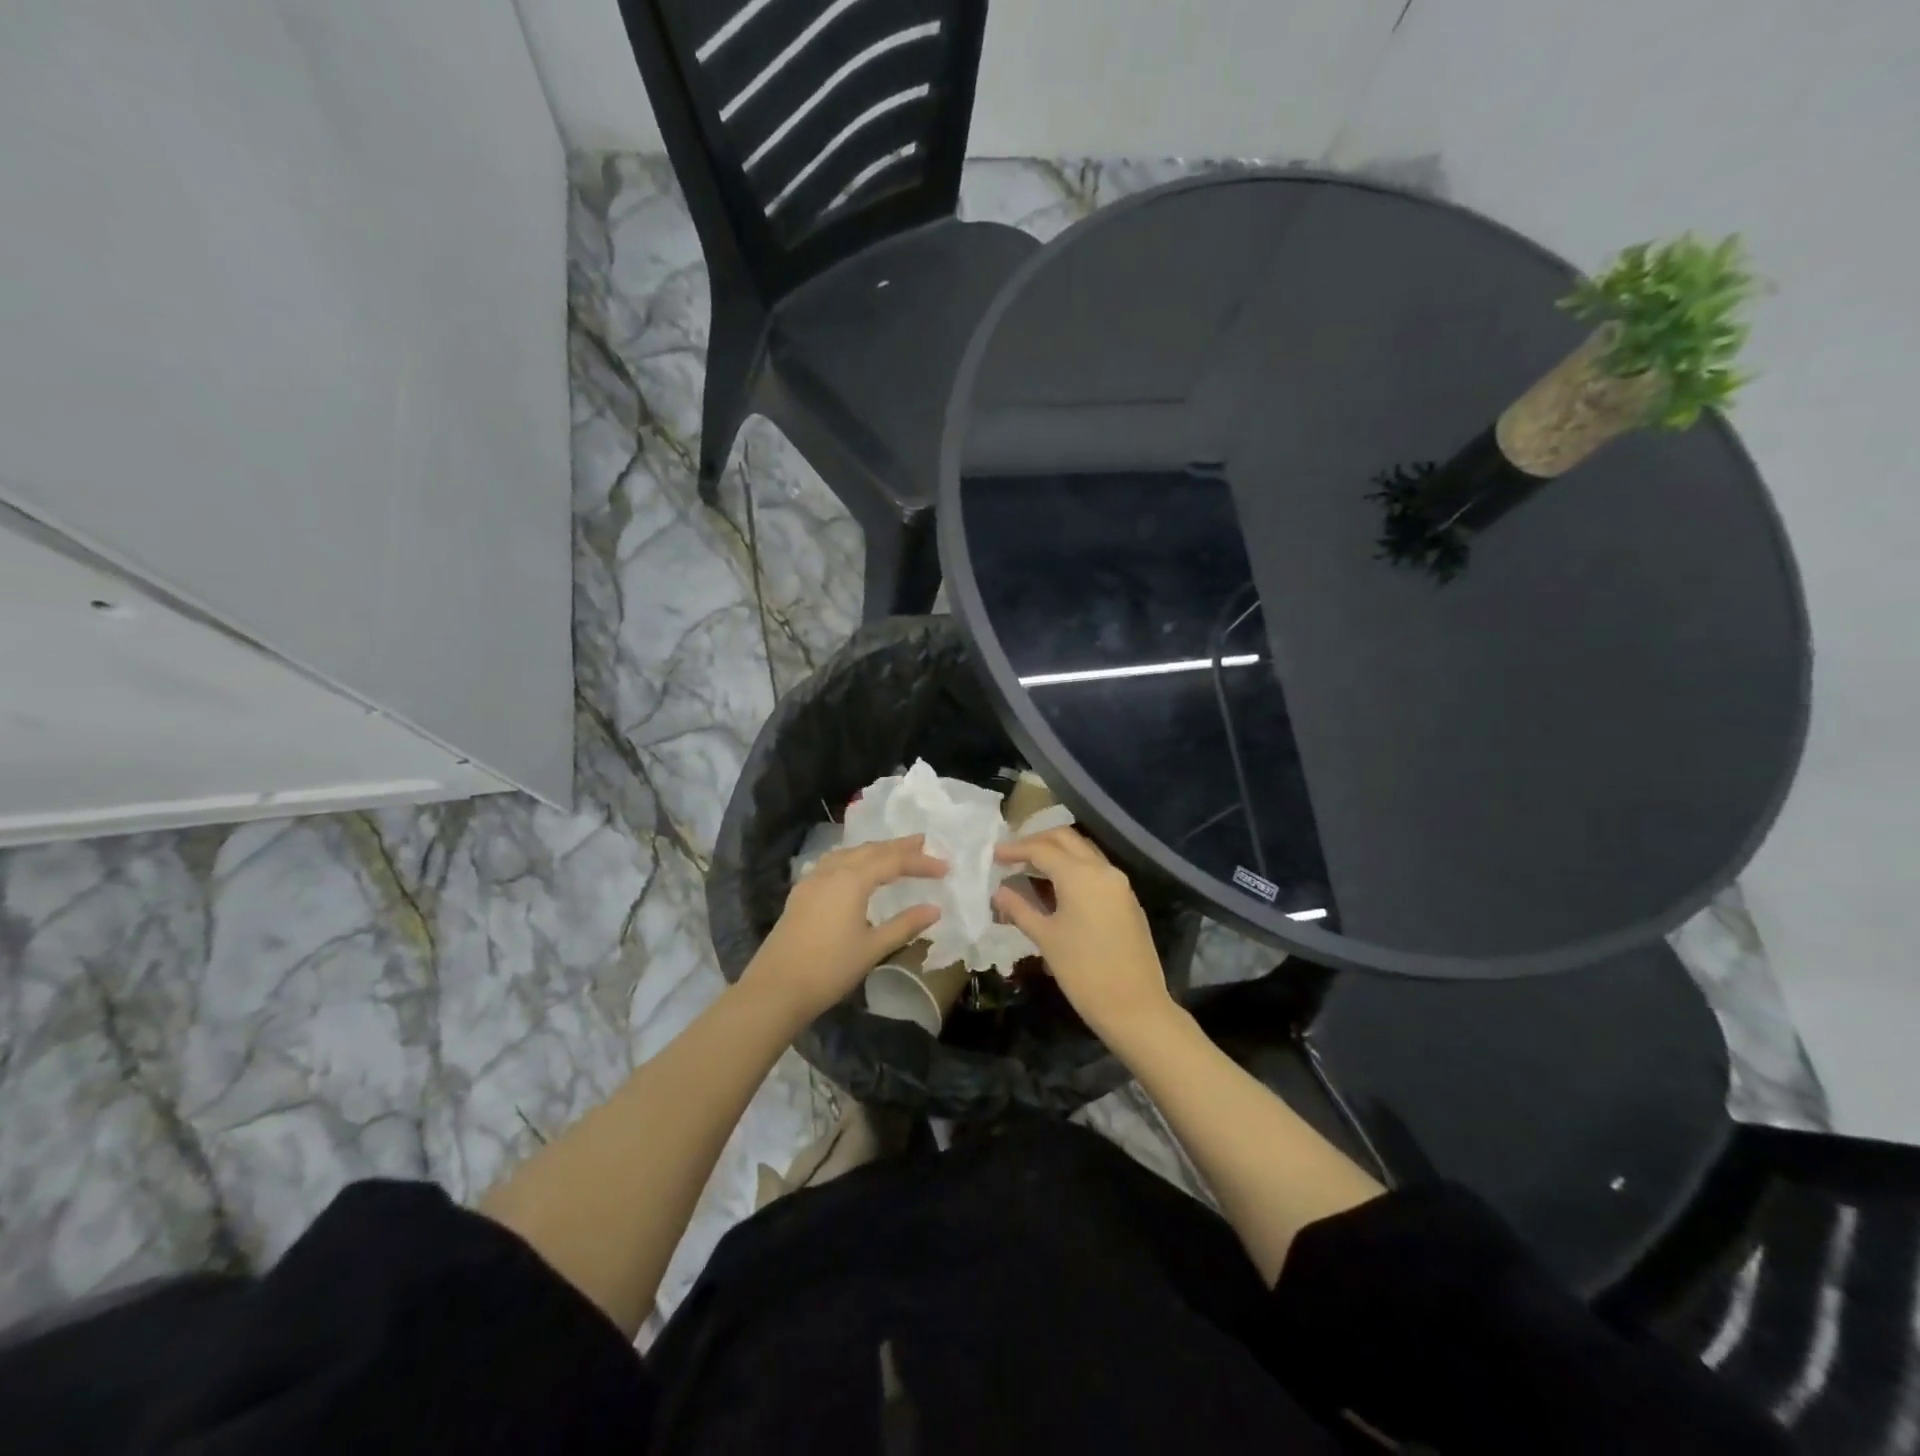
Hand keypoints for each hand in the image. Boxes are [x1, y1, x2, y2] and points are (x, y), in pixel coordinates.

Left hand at [742, 835, 946, 1024]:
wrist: (775, 988)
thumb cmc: (829, 968)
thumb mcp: (873, 948)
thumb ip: (905, 925)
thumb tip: (935, 909)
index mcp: (852, 879)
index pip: (894, 861)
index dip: (921, 862)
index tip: (945, 868)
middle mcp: (832, 871)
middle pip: (870, 850)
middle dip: (898, 847)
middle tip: (923, 843)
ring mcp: (812, 880)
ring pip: (849, 853)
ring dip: (874, 850)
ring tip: (892, 852)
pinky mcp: (801, 893)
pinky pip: (832, 863)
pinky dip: (852, 859)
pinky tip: (854, 869)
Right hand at [992, 828, 1173, 1043]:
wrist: (1135, 1007)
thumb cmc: (1084, 972)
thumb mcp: (1046, 939)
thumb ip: (1020, 909)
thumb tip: (999, 891)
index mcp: (1080, 875)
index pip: (1042, 849)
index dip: (1015, 849)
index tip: (993, 855)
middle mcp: (1103, 870)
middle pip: (1066, 839)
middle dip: (1037, 841)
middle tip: (1012, 855)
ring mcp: (1119, 884)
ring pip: (1084, 852)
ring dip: (1057, 853)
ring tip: (1030, 869)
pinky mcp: (1127, 900)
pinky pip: (1096, 870)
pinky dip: (1073, 868)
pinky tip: (1057, 888)